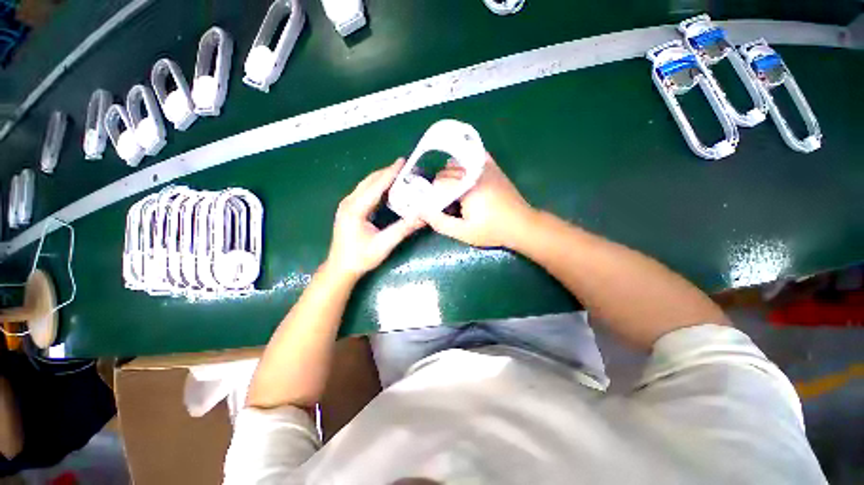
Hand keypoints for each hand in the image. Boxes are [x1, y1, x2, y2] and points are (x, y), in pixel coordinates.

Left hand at [325, 159, 424, 280]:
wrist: (340, 268)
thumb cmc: (361, 258)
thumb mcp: (384, 244)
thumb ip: (403, 229)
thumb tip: (423, 217)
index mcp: (355, 209)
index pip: (376, 186)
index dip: (390, 173)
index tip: (402, 161)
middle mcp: (349, 203)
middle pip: (369, 181)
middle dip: (386, 172)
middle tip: (403, 166)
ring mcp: (347, 205)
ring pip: (365, 185)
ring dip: (381, 178)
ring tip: (397, 173)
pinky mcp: (348, 209)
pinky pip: (364, 192)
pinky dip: (376, 186)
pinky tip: (385, 187)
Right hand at [421, 154, 535, 247]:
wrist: (522, 225)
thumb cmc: (492, 231)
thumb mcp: (463, 233)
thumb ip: (440, 222)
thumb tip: (421, 210)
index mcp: (465, 186)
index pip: (438, 183)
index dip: (435, 197)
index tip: (441, 209)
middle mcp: (473, 171)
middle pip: (445, 172)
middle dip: (441, 187)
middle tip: (448, 204)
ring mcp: (484, 167)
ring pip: (456, 164)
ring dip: (451, 176)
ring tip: (457, 193)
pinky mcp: (492, 167)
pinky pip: (472, 156)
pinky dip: (464, 162)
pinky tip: (465, 174)